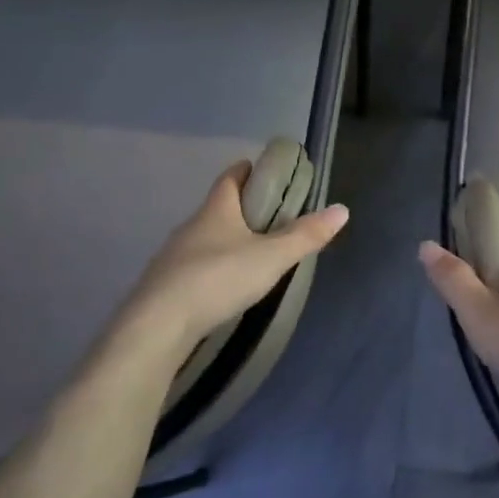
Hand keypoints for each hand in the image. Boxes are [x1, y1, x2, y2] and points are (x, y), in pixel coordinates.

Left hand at [118, 162, 348, 352]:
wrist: (156, 327)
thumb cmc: (218, 279)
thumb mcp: (271, 257)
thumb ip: (305, 235)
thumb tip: (342, 209)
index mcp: (216, 210)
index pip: (231, 177)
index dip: (248, 170)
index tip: (266, 172)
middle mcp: (191, 226)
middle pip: (218, 207)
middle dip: (242, 208)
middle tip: (271, 218)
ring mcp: (173, 256)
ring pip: (205, 238)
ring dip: (226, 240)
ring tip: (252, 255)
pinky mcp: (164, 286)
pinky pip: (193, 266)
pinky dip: (211, 268)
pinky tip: (223, 286)